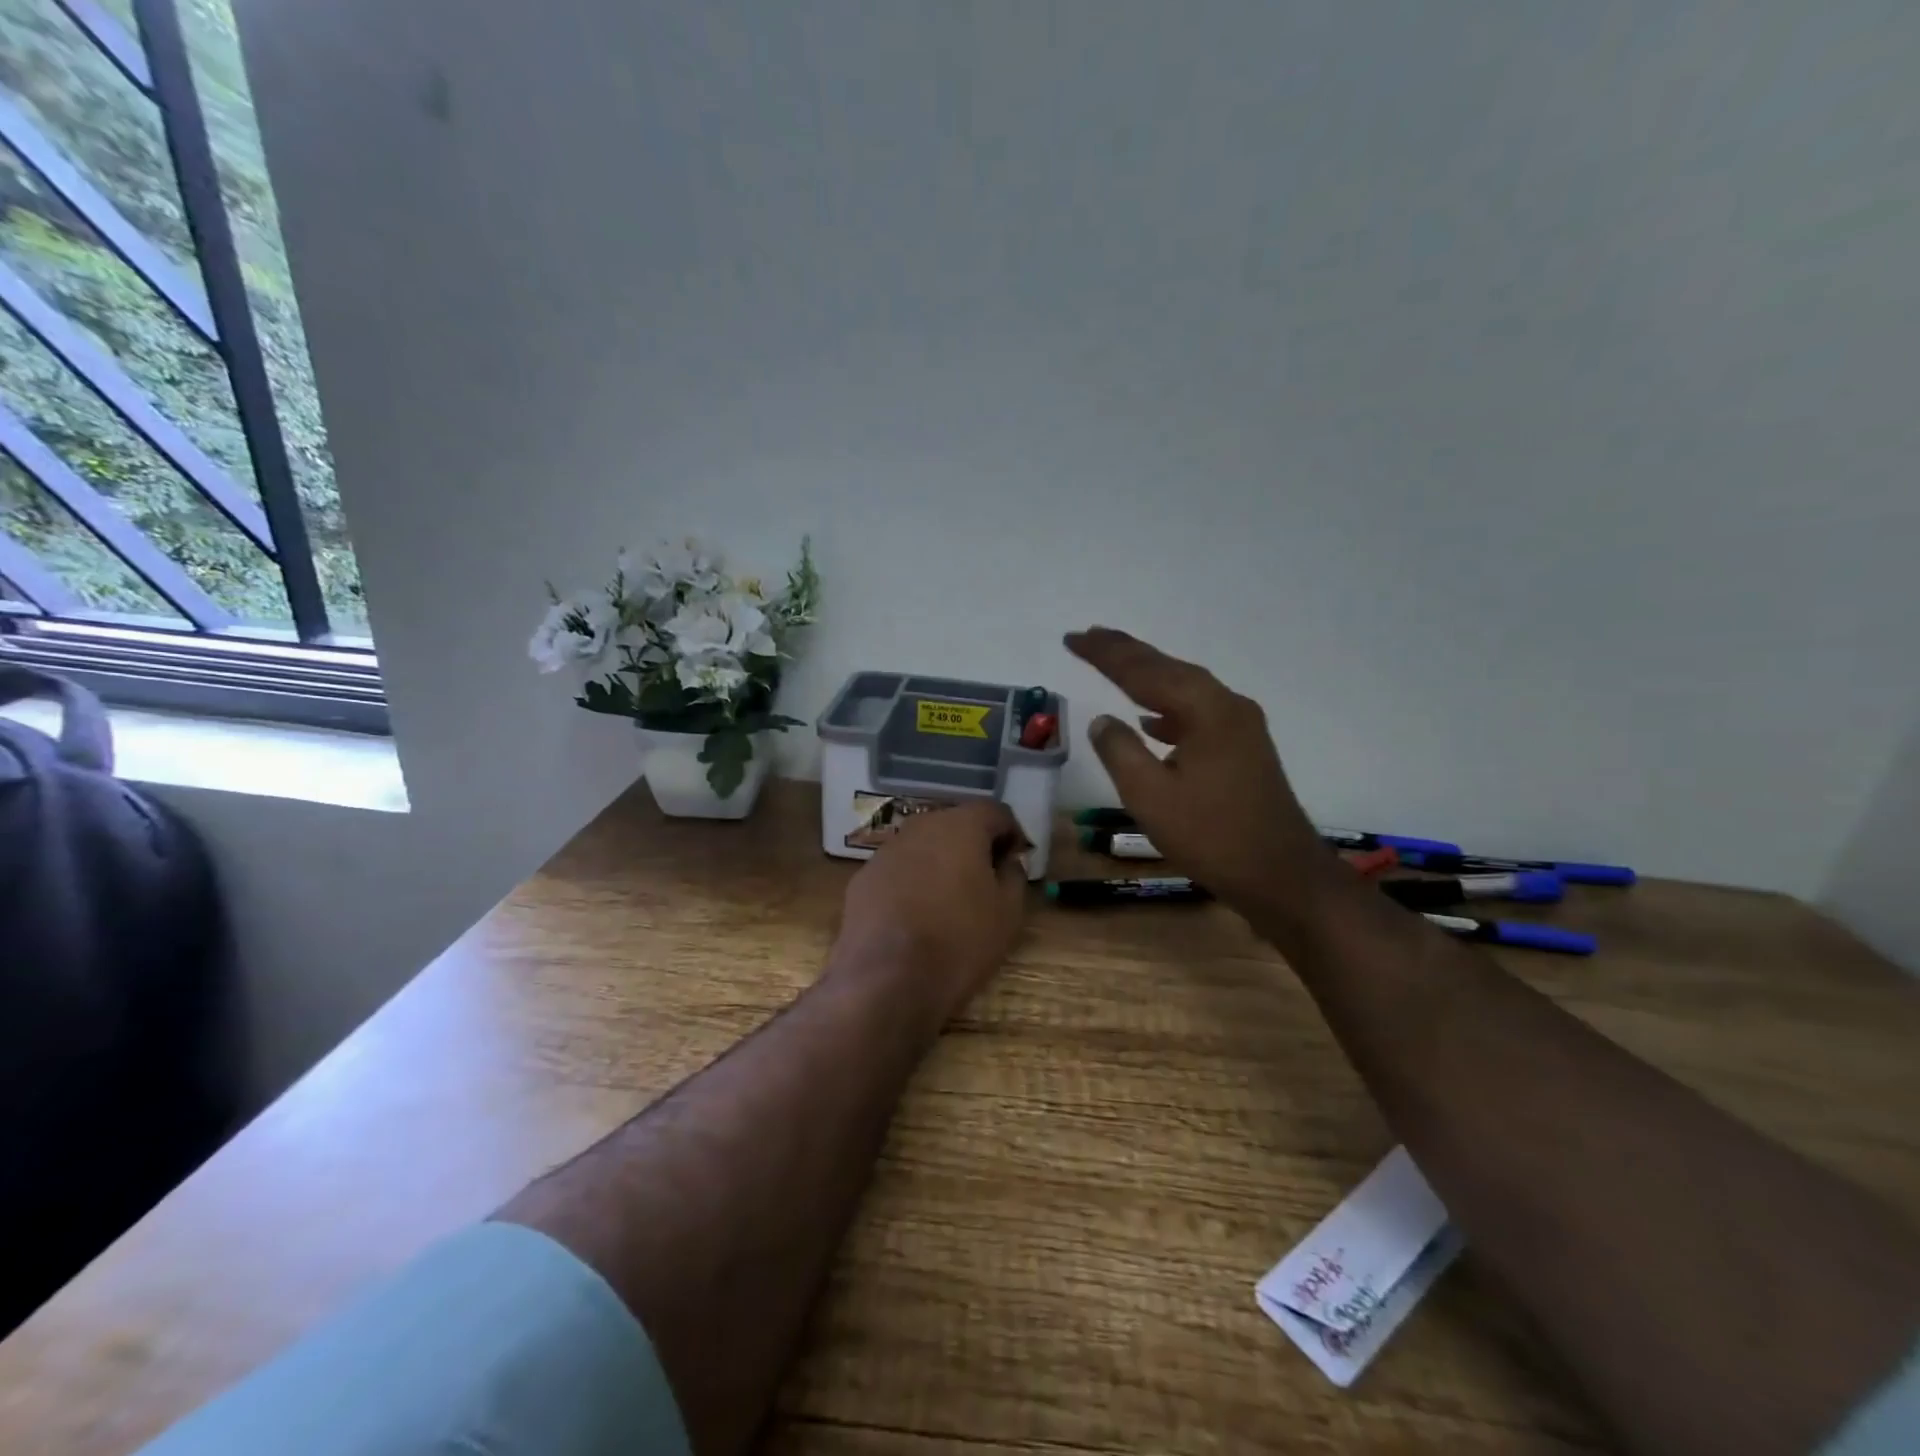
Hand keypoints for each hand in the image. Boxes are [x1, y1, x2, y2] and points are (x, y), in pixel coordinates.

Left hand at [830, 800, 1029, 1022]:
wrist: (885, 981)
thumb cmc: (959, 942)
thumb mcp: (1007, 914)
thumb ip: (1014, 875)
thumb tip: (1008, 860)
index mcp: (960, 826)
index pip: (995, 812)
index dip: (1012, 834)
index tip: (1017, 862)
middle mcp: (920, 827)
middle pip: (956, 823)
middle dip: (975, 845)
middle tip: (987, 880)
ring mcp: (886, 851)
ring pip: (924, 846)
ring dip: (941, 862)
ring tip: (951, 900)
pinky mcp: (863, 878)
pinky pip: (899, 870)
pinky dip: (912, 882)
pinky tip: (917, 916)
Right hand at [1065, 626, 1332, 922]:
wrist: (1282, 875)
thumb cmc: (1212, 836)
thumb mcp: (1150, 796)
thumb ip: (1120, 751)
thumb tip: (1102, 720)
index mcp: (1205, 710)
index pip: (1143, 672)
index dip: (1105, 654)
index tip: (1072, 638)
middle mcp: (1226, 706)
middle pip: (1168, 669)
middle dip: (1126, 653)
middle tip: (1089, 636)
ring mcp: (1240, 726)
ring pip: (1184, 688)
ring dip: (1147, 676)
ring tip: (1113, 664)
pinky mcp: (1243, 748)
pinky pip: (1197, 711)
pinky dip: (1167, 707)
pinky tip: (1150, 720)